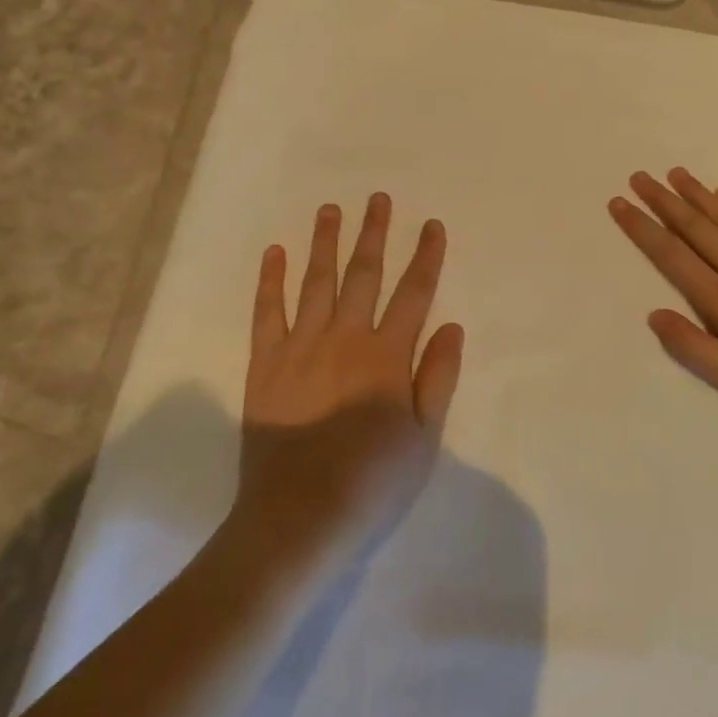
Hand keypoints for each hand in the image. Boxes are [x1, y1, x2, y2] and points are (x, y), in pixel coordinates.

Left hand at [237, 194, 463, 555]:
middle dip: (374, 234)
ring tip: (331, 209)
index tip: (432, 225)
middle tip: (378, 198)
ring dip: (325, 243)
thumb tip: (452, 326)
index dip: (425, 257)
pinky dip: (271, 280)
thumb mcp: (424, 438)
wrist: (298, 517)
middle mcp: (345, 338)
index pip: (414, 294)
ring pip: (316, 282)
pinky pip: (267, 312)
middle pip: (363, 275)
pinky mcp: (265, 364)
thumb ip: (438, 378)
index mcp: (387, 356)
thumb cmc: (372, 482)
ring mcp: (300, 347)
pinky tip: (275, 253)